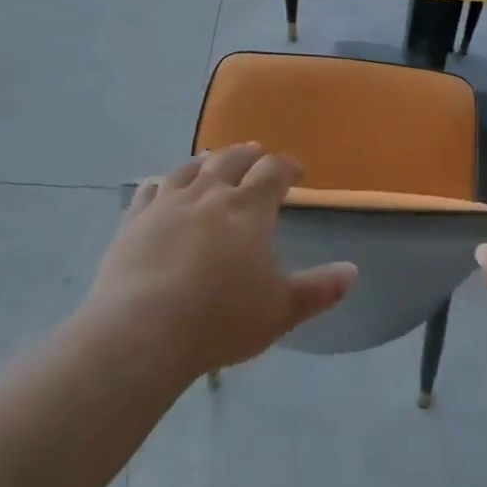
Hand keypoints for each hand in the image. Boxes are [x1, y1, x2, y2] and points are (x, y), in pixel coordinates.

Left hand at [84, 144, 357, 381]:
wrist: (142, 331)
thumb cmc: (220, 320)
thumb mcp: (281, 310)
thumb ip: (319, 289)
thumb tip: (353, 272)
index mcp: (249, 210)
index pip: (273, 172)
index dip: (288, 166)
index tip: (297, 172)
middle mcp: (209, 195)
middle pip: (231, 160)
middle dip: (248, 155)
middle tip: (256, 155)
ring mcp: (167, 204)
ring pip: (190, 168)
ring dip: (206, 161)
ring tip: (212, 160)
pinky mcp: (133, 220)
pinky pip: (149, 190)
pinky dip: (161, 183)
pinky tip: (160, 186)